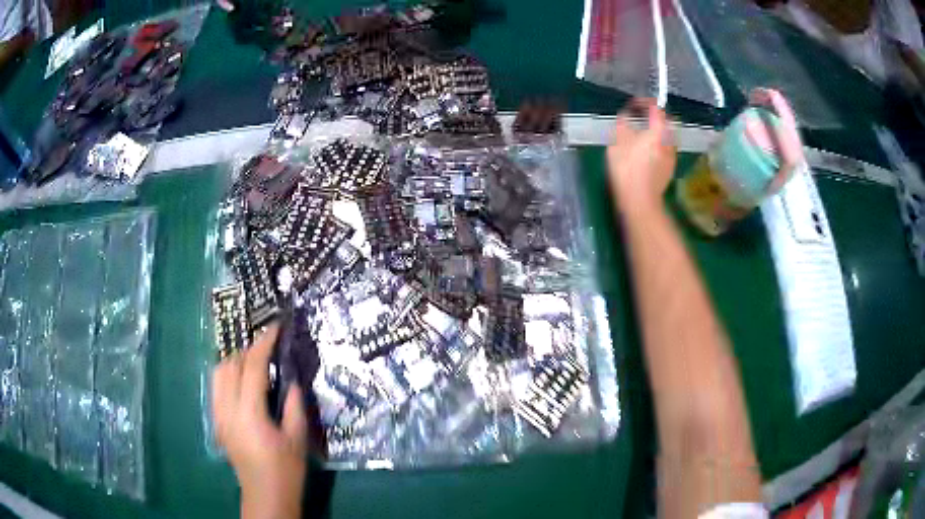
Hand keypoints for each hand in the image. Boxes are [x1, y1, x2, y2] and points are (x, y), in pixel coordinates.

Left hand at [212, 323, 306, 518]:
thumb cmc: (286, 469)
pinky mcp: (216, 422)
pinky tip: (242, 380)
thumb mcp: (297, 437)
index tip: (275, 327)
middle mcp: (227, 409)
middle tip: (268, 346)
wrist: (265, 494)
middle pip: (230, 365)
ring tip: (255, 360)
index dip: (264, 343)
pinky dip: (228, 375)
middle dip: (248, 349)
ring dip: (235, 360)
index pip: (252, 367)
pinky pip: (217, 387)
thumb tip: (290, 379)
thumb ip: (294, 404)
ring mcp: (218, 415)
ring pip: (218, 373)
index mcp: (249, 413)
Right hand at [607, 99, 676, 214]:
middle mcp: (670, 141)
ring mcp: (672, 157)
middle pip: (666, 122)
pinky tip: (645, 153)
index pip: (656, 108)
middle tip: (641, 117)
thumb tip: (626, 116)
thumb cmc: (627, 167)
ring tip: (641, 135)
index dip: (644, 102)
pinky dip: (657, 146)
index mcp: (659, 131)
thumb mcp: (618, 141)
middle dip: (655, 117)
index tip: (633, 104)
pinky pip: (665, 150)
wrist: (639, 201)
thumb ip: (623, 124)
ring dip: (656, 132)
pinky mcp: (669, 170)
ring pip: (667, 137)